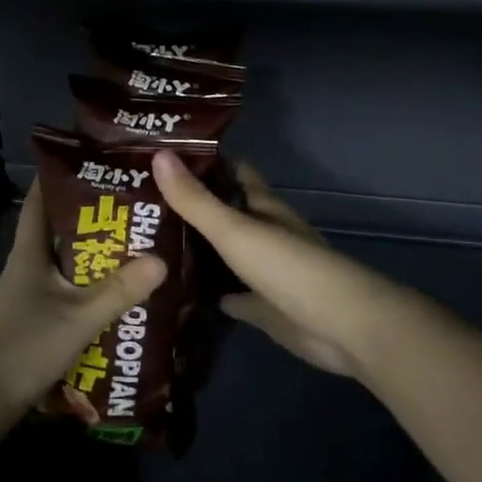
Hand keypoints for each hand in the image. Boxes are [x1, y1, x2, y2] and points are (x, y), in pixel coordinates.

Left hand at [0, 183, 165, 427]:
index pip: (40, 201)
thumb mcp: (77, 318)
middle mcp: (28, 268)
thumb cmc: (22, 348)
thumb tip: (162, 259)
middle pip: (61, 232)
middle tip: (137, 208)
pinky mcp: (36, 323)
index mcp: (29, 253)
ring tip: (139, 247)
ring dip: (97, 258)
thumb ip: (119, 291)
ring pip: (68, 266)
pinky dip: (93, 291)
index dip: (60, 177)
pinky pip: (70, 295)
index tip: (95, 162)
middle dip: (95, 219)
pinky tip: (121, 297)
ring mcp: (30, 297)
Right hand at [154, 151, 411, 379]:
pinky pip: (231, 295)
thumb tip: (157, 154)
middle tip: (141, 206)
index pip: (234, 174)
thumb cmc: (289, 268)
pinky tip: (178, 293)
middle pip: (227, 214)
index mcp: (264, 208)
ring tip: (149, 245)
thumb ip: (195, 200)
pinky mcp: (265, 308)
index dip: (204, 164)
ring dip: (198, 251)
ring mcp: (266, 273)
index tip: (163, 157)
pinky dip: (210, 293)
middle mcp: (266, 234)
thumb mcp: (235, 230)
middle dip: (192, 208)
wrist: (340, 327)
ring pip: (227, 255)